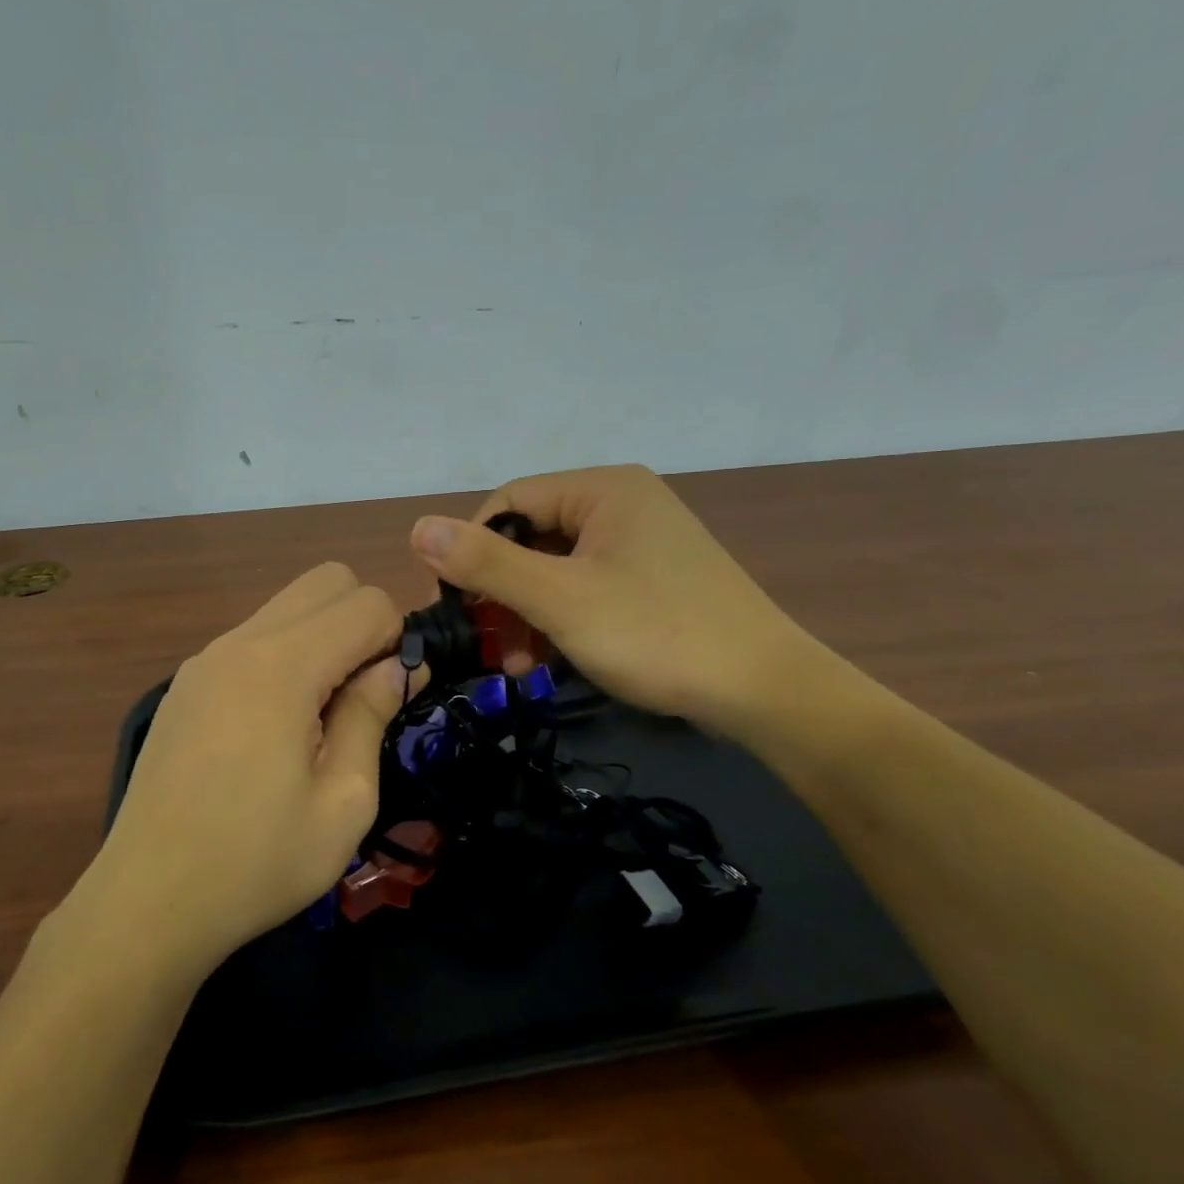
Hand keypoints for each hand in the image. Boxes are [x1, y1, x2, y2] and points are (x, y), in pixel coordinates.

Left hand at [88, 564, 404, 973]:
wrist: (147, 902)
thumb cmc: (256, 862)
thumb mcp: (343, 802)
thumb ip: (371, 715)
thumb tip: (396, 667)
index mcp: (281, 666)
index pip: (366, 602)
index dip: (397, 639)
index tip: (394, 695)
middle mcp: (239, 642)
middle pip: (326, 580)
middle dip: (361, 621)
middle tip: (362, 693)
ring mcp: (205, 658)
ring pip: (287, 606)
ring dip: (322, 638)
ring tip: (319, 716)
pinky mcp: (186, 683)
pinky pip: (253, 638)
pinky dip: (284, 657)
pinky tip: (274, 728)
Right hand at [409, 464, 816, 738]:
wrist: (766, 693)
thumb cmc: (656, 633)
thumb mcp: (560, 599)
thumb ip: (486, 563)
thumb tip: (417, 527)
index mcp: (602, 490)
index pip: (507, 503)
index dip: (468, 550)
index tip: (448, 605)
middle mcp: (621, 505)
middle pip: (530, 538)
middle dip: (499, 594)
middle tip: (479, 644)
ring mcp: (639, 544)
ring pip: (554, 569)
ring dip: (523, 615)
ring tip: (512, 665)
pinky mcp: (650, 580)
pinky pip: (583, 589)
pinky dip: (556, 622)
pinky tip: (543, 662)